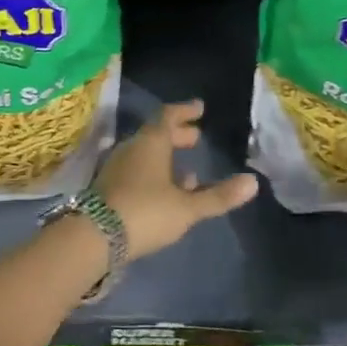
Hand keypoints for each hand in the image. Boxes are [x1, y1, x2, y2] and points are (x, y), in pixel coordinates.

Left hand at [97, 99, 258, 258]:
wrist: (93, 237)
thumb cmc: (145, 212)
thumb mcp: (186, 208)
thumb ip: (218, 196)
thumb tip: (252, 182)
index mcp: (151, 143)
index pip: (168, 116)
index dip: (185, 111)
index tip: (199, 108)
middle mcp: (131, 149)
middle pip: (156, 135)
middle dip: (178, 136)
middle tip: (196, 138)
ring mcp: (117, 168)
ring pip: (145, 154)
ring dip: (166, 158)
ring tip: (188, 171)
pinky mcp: (109, 188)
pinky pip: (136, 171)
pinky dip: (154, 174)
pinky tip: (166, 193)